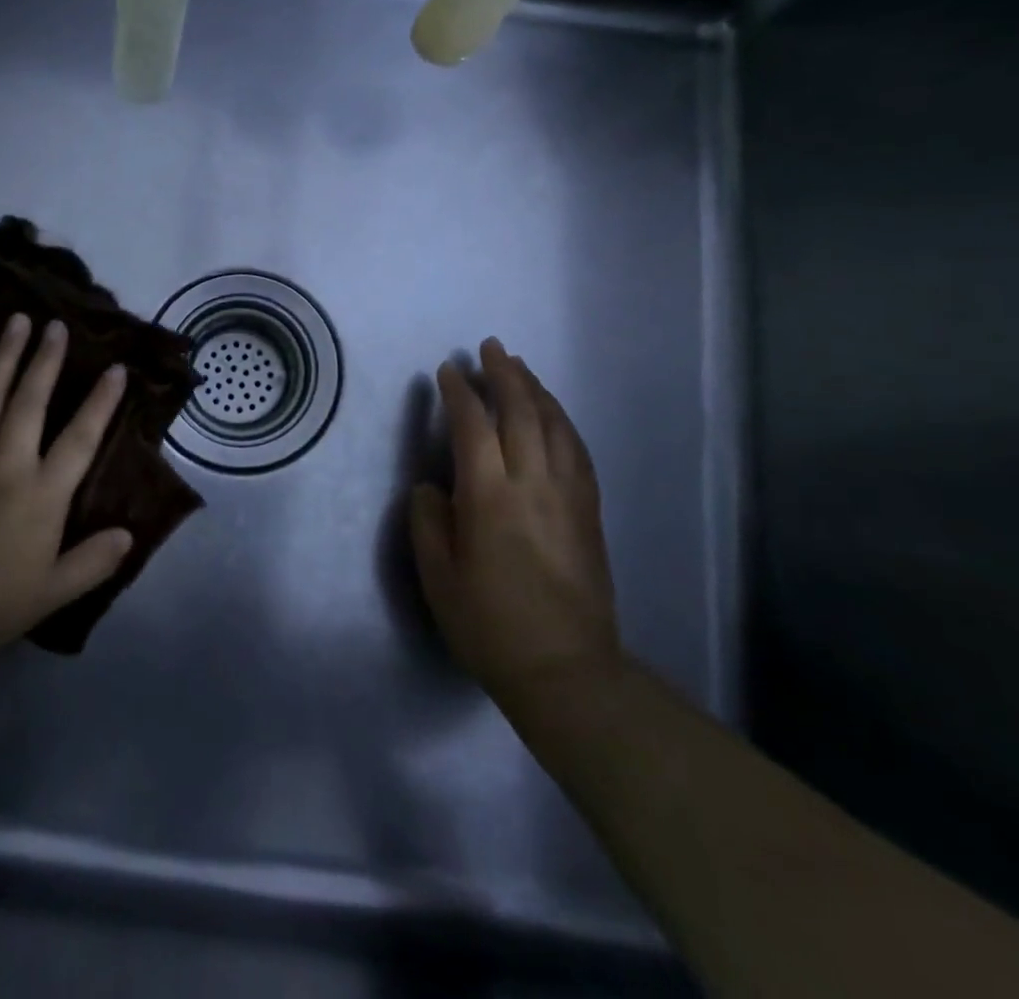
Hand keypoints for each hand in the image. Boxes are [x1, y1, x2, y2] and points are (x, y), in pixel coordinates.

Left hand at [0, 313, 131, 669]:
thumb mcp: (51, 594)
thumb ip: (93, 562)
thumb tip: (129, 533)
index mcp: (42, 495)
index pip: (81, 439)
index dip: (101, 403)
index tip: (116, 369)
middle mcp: (8, 464)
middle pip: (32, 401)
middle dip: (48, 360)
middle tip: (58, 325)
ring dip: (6, 355)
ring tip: (19, 321)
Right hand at [410, 337, 619, 694]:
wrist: (565, 670)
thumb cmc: (490, 625)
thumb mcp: (438, 578)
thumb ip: (428, 522)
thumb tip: (433, 486)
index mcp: (489, 497)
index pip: (473, 426)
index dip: (459, 393)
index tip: (448, 371)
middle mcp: (532, 484)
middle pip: (521, 412)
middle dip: (504, 374)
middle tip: (490, 347)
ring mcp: (568, 496)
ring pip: (554, 425)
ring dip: (536, 390)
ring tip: (520, 368)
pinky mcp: (589, 511)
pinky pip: (577, 451)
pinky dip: (562, 421)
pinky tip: (554, 414)